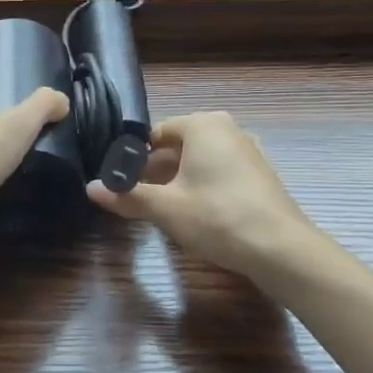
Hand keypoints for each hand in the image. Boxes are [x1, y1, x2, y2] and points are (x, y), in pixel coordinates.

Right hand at [87, 112, 317, 280]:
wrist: (280, 248)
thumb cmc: (217, 216)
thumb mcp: (166, 208)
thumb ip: (128, 195)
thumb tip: (91, 188)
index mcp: (203, 124)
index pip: (157, 133)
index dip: (136, 157)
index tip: (122, 182)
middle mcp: (227, 129)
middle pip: (180, 146)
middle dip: (157, 170)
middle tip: (138, 198)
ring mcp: (248, 151)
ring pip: (201, 161)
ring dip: (180, 181)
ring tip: (163, 209)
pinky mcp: (261, 175)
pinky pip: (221, 173)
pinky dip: (204, 187)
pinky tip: (197, 215)